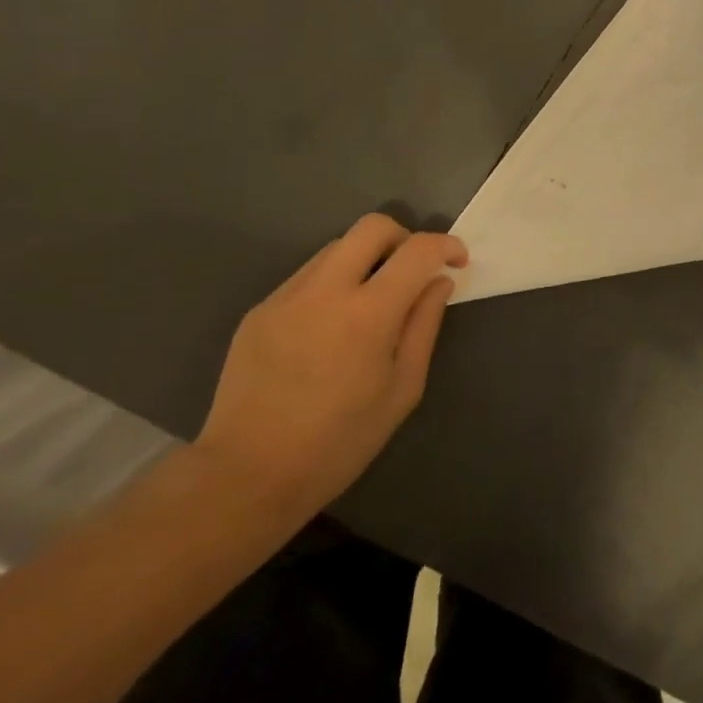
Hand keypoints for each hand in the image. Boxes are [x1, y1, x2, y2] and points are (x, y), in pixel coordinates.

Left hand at [196, 215, 466, 518]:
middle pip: (372, 227)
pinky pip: (307, 277)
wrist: (246, 476)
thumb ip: (424, 326)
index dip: (446, 245)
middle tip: (413, 272)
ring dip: (365, 260)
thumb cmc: (339, 442)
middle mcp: (325, 291)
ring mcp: (286, 297)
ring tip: (371, 303)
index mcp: (368, 314)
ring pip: (336, 248)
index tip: (457, 261)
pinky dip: (332, 285)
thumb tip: (438, 282)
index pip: (417, 250)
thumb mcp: (402, 389)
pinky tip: (330, 329)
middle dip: (404, 237)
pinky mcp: (260, 311)